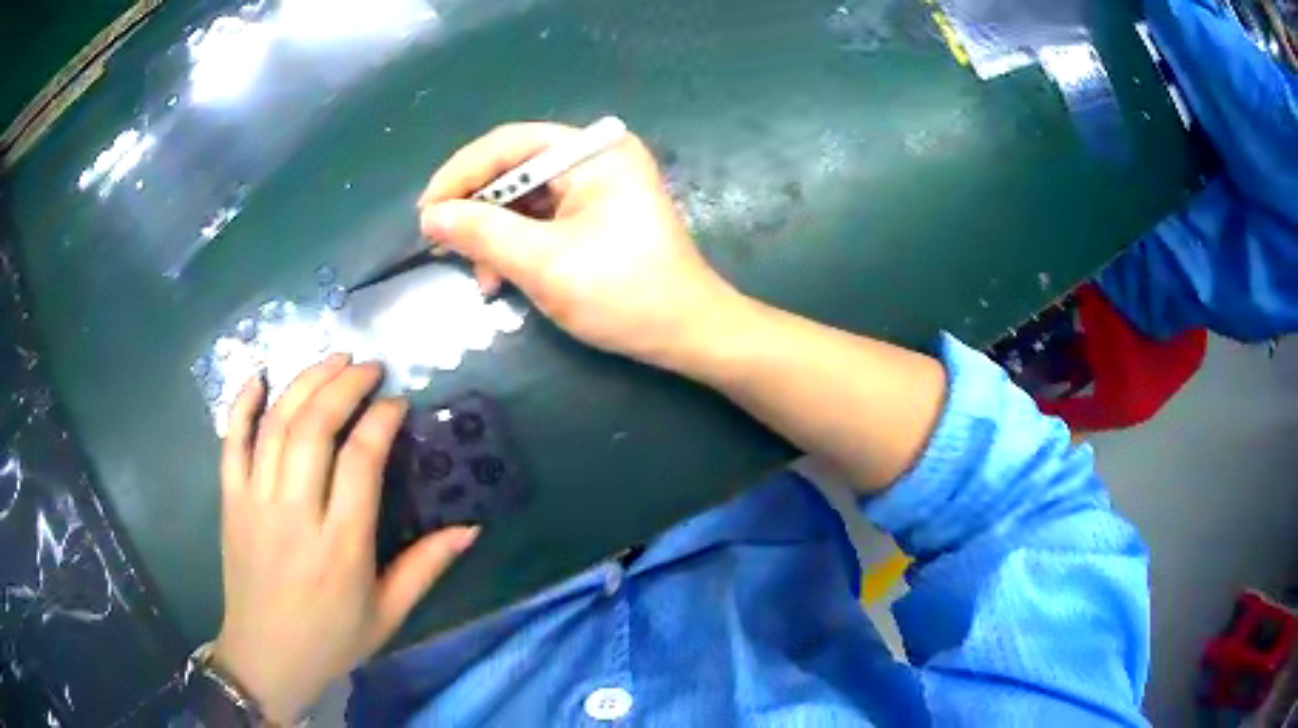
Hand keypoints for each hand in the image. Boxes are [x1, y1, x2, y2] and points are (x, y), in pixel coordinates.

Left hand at [213, 355, 478, 723]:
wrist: (265, 658)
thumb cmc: (332, 640)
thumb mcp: (388, 614)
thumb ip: (427, 567)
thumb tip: (471, 527)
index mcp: (341, 548)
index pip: (361, 462)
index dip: (381, 421)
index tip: (397, 402)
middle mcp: (295, 515)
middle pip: (314, 428)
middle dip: (344, 385)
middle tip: (368, 367)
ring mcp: (255, 503)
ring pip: (276, 424)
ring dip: (305, 382)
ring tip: (332, 360)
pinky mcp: (230, 501)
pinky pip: (231, 441)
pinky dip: (243, 402)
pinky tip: (261, 374)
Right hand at [418, 122, 745, 370]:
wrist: (687, 333)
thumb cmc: (622, 293)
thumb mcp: (543, 262)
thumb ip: (481, 232)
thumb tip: (430, 215)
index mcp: (592, 152)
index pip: (508, 145)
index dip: (459, 174)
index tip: (425, 213)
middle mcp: (596, 157)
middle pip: (514, 169)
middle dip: (476, 211)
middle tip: (442, 246)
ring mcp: (599, 185)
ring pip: (524, 199)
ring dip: (494, 236)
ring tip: (482, 278)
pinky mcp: (598, 213)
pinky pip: (542, 218)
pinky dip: (517, 246)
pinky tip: (503, 277)